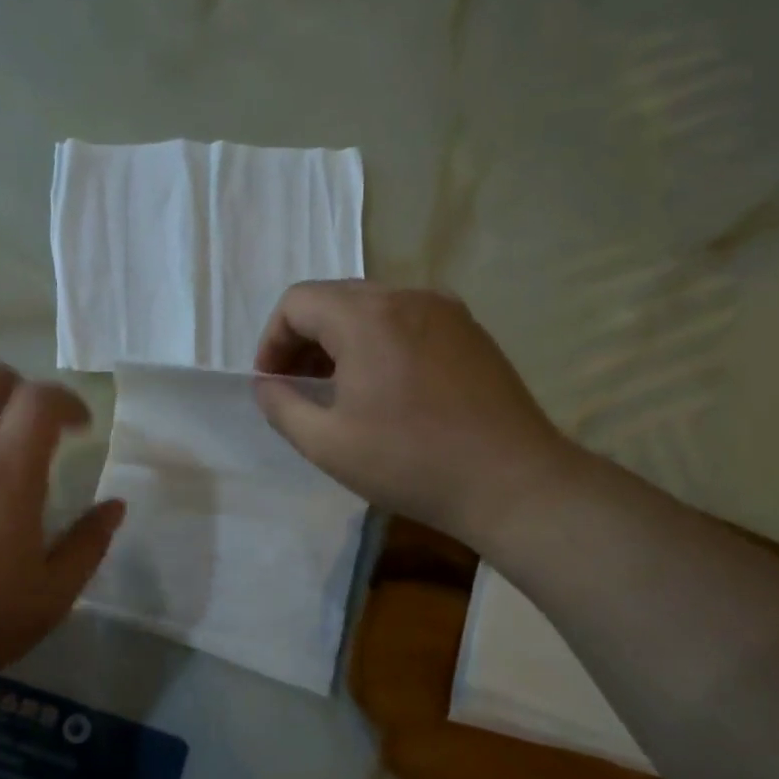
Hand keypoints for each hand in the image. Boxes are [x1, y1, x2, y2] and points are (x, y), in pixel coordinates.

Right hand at [253, 282, 582, 545]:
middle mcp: (406, 297)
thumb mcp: (326, 444)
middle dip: (305, 338)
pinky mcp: (471, 331)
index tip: (271, 382)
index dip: (272, 340)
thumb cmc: (410, 462)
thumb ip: (281, 406)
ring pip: (373, 308)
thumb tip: (266, 385)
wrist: (512, 481)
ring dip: (342, 340)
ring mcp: (445, 310)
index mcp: (366, 316)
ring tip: (339, 388)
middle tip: (298, 386)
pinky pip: (408, 321)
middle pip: (335, 299)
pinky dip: (381, 342)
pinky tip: (386, 388)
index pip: (297, 302)